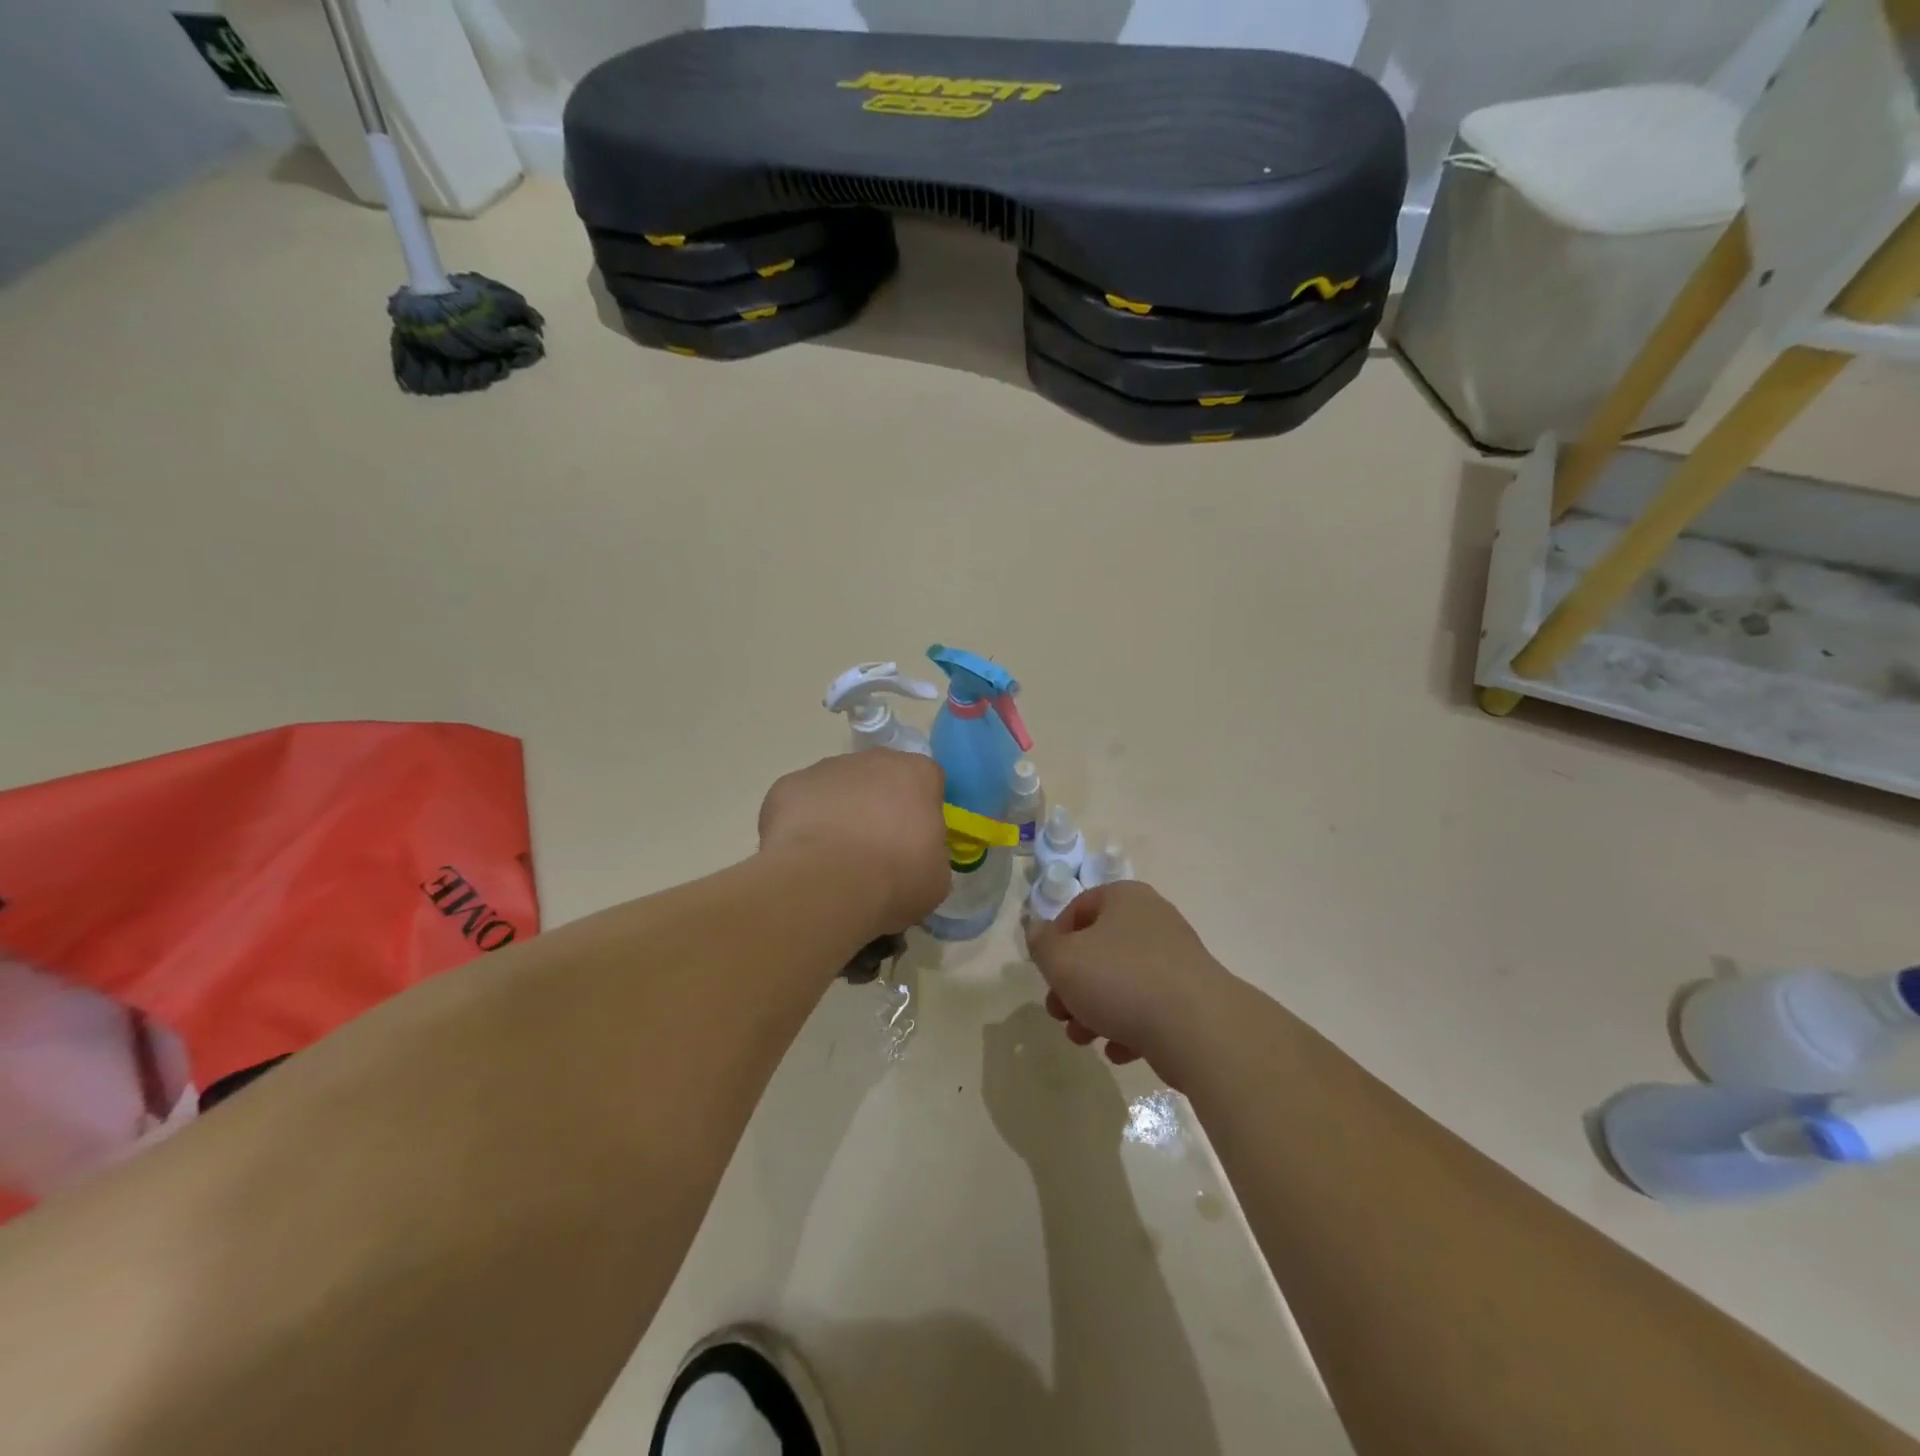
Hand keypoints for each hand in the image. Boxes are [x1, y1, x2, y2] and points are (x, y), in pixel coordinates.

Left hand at [758, 751, 949, 937]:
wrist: (829, 884)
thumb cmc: (896, 878)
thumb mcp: (936, 876)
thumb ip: (929, 852)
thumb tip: (915, 856)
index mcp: (916, 774)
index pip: (925, 782)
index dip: (919, 811)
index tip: (914, 841)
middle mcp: (871, 760)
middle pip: (878, 778)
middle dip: (876, 806)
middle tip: (873, 851)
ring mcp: (826, 769)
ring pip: (836, 788)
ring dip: (838, 814)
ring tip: (833, 860)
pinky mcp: (787, 786)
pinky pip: (799, 804)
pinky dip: (801, 826)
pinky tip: (803, 859)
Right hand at [1025, 881, 1234, 1085]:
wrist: (1197, 1028)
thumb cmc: (1119, 980)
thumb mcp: (1061, 959)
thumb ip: (1041, 943)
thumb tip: (1037, 930)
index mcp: (1124, 899)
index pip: (1079, 907)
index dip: (1056, 939)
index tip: (1047, 971)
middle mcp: (1153, 921)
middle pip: (1098, 949)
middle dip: (1072, 984)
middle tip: (1058, 1012)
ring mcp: (1176, 960)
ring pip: (1121, 982)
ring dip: (1094, 1010)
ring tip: (1082, 1038)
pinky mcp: (1190, 997)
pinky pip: (1149, 1008)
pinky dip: (1128, 1027)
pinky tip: (1118, 1050)